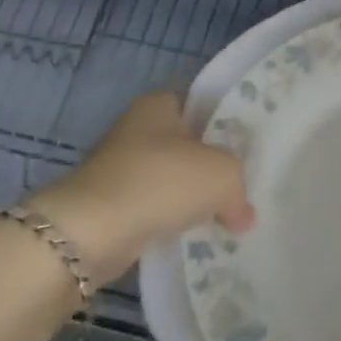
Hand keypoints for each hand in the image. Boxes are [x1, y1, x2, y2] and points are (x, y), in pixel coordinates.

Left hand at [27, 94, 253, 280]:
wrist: (91, 231)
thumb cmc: (160, 182)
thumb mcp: (221, 174)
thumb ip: (239, 188)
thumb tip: (242, 215)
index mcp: (159, 104)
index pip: (201, 106)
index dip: (226, 126)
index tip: (248, 150)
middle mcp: (137, 128)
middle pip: (187, 145)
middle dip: (210, 167)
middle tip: (241, 187)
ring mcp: (120, 167)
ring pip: (170, 179)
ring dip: (190, 198)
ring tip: (223, 217)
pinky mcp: (110, 204)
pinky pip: (153, 207)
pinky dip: (169, 220)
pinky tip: (191, 235)